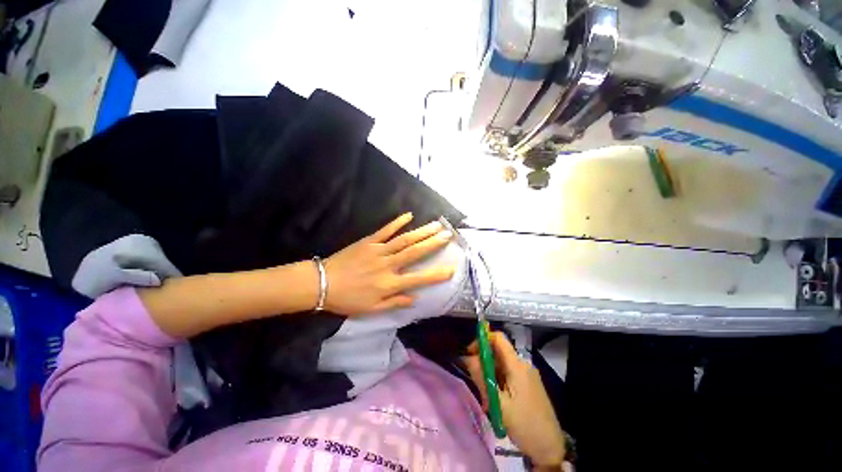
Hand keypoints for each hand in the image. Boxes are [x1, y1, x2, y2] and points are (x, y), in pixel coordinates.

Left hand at [323, 213, 454, 314]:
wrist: (322, 283)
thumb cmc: (348, 299)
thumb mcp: (372, 309)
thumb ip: (395, 303)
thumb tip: (415, 299)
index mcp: (390, 284)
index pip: (419, 279)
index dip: (436, 275)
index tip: (452, 269)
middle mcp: (388, 265)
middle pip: (415, 252)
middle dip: (433, 244)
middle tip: (448, 235)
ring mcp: (379, 250)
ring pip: (404, 240)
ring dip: (422, 232)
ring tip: (436, 225)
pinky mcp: (369, 241)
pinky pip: (385, 231)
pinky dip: (397, 222)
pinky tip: (408, 215)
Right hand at [464, 332, 566, 468]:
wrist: (550, 448)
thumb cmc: (524, 425)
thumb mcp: (498, 403)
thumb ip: (481, 377)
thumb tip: (467, 357)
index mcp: (517, 366)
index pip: (498, 338)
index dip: (482, 340)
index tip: (470, 354)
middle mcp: (523, 364)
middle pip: (498, 352)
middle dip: (484, 362)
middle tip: (476, 382)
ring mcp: (528, 374)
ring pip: (502, 364)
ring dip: (490, 374)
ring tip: (487, 398)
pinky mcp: (529, 383)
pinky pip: (509, 373)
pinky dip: (499, 381)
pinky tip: (497, 400)